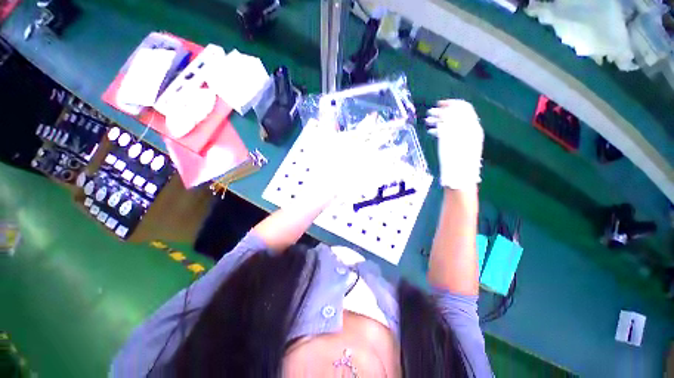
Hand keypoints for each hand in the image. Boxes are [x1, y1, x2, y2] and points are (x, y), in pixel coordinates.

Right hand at [426, 100, 483, 188]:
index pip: (463, 108)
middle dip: (443, 112)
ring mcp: (466, 138)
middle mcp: (471, 130)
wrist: (460, 177)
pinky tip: (432, 132)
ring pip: (453, 123)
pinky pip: (451, 133)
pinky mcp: (459, 146)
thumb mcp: (451, 139)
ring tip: (427, 122)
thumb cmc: (455, 159)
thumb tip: (445, 111)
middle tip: (429, 114)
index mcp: (471, 126)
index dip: (450, 104)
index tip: (438, 104)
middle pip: (458, 115)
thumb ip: (449, 124)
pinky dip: (442, 130)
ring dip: (440, 121)